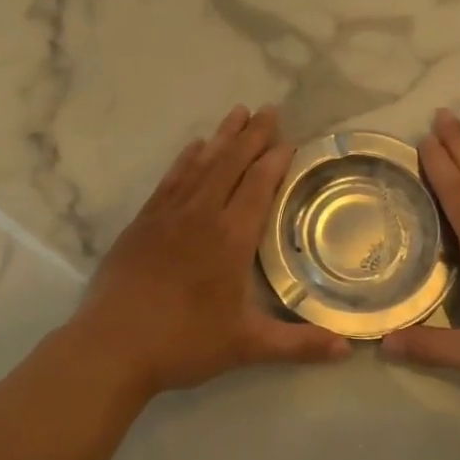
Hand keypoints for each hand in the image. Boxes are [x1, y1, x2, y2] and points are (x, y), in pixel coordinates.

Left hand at [63, 105, 349, 397]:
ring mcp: (169, 214)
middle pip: (232, 163)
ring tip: (237, 112)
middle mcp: (202, 214)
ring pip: (202, 164)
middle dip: (253, 135)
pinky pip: (171, 179)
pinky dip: (186, 159)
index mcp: (231, 238)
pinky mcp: (143, 221)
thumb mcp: (247, 346)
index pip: (259, 185)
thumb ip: (299, 344)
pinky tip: (193, 147)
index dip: (276, 160)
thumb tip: (348, 350)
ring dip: (222, 137)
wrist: (112, 345)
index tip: (290, 141)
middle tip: (270, 110)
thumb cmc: (184, 342)